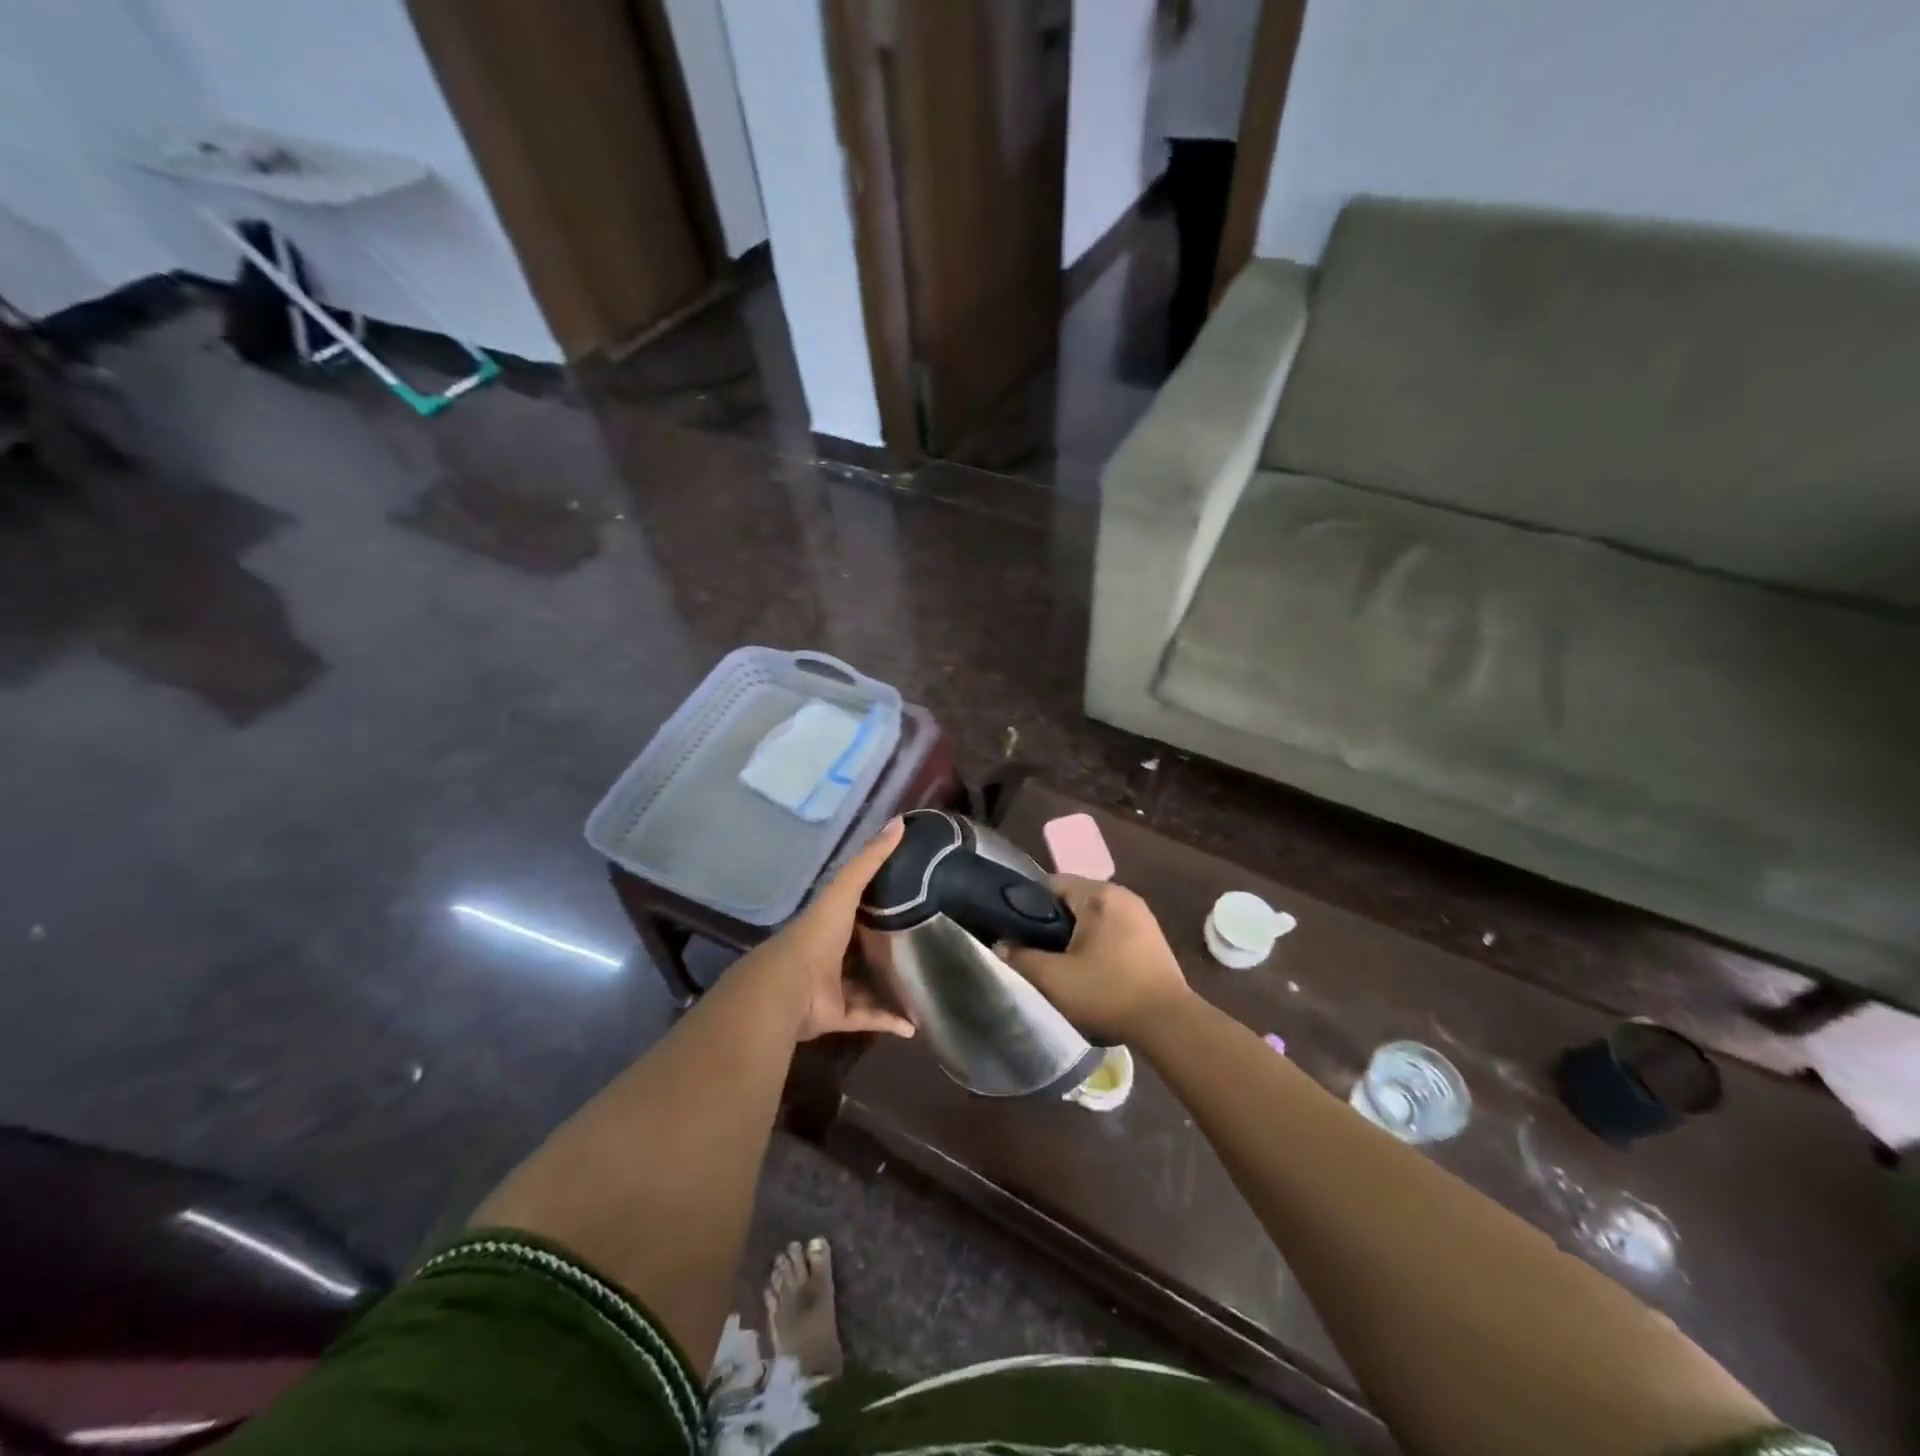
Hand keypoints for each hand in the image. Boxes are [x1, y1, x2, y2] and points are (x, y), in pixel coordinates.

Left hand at [764, 818, 915, 1041]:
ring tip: (923, 986)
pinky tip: (913, 1025)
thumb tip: (901, 822)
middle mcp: (830, 954)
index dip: (879, 903)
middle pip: (862, 949)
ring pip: (865, 986)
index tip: (912, 897)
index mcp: (830, 923)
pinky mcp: (838, 1016)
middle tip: (924, 945)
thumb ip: (870, 859)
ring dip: (890, 989)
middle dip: (887, 948)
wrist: (787, 989)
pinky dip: (889, 1021)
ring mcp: (833, 987)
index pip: (856, 908)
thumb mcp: (845, 890)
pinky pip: (868, 1018)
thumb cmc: (816, 934)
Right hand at [1001, 876, 1190, 1042]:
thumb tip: (1001, 945)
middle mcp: (1122, 894)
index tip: (1018, 932)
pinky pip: (1113, 928)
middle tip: (1038, 952)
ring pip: (1094, 915)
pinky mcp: (1152, 935)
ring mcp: (1141, 914)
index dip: (1029, 905)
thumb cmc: (1108, 991)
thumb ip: (1021, 958)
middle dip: (1053, 922)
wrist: (1168, 1022)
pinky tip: (1093, 969)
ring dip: (1077, 934)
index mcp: (1098, 894)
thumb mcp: (1054, 979)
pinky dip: (1099, 942)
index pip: (1051, 883)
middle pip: (1074, 898)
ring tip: (1063, 963)